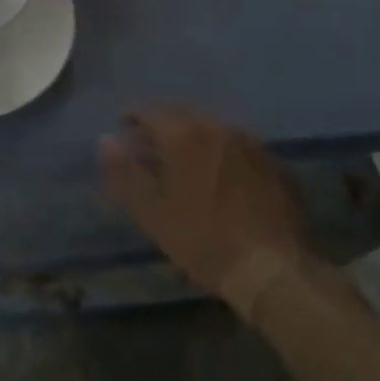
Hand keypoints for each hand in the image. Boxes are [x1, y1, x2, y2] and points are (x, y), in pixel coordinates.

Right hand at [100, 106, 318, 310]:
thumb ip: (125, 173)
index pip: (149, 111)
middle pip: (182, 115)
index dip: (132, 119)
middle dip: (163, 126)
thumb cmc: (204, 240)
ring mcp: (250, 142)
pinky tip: (223, 180)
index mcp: (184, 135)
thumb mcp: (154, 213)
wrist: (275, 269)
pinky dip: (223, 154)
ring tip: (187, 163)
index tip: (124, 131)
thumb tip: (104, 140)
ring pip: (213, 128)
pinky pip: (239, 147)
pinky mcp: (274, 162)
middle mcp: (217, 127)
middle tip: (152, 149)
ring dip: (195, 138)